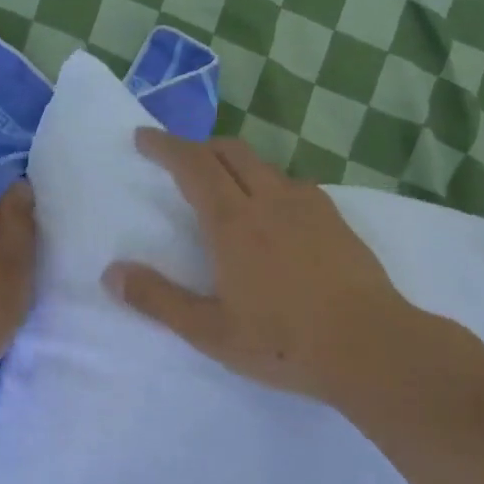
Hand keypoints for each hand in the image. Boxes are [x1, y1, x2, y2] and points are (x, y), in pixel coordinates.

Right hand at [102, 129, 412, 407]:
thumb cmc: (283, 342)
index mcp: (234, 223)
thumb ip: (158, 300)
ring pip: (264, 166)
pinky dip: (268, 184)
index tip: (143, 137)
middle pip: (230, 152)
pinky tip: (272, 215)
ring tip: (222, 188)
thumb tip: (112, 273)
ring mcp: (310, 207)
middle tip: (177, 160)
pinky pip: (293, 185)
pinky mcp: (336, 220)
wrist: (372, 346)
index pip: (193, 165)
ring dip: (235, 164)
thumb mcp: (210, 331)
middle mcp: (272, 201)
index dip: (165, 146)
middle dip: (198, 147)